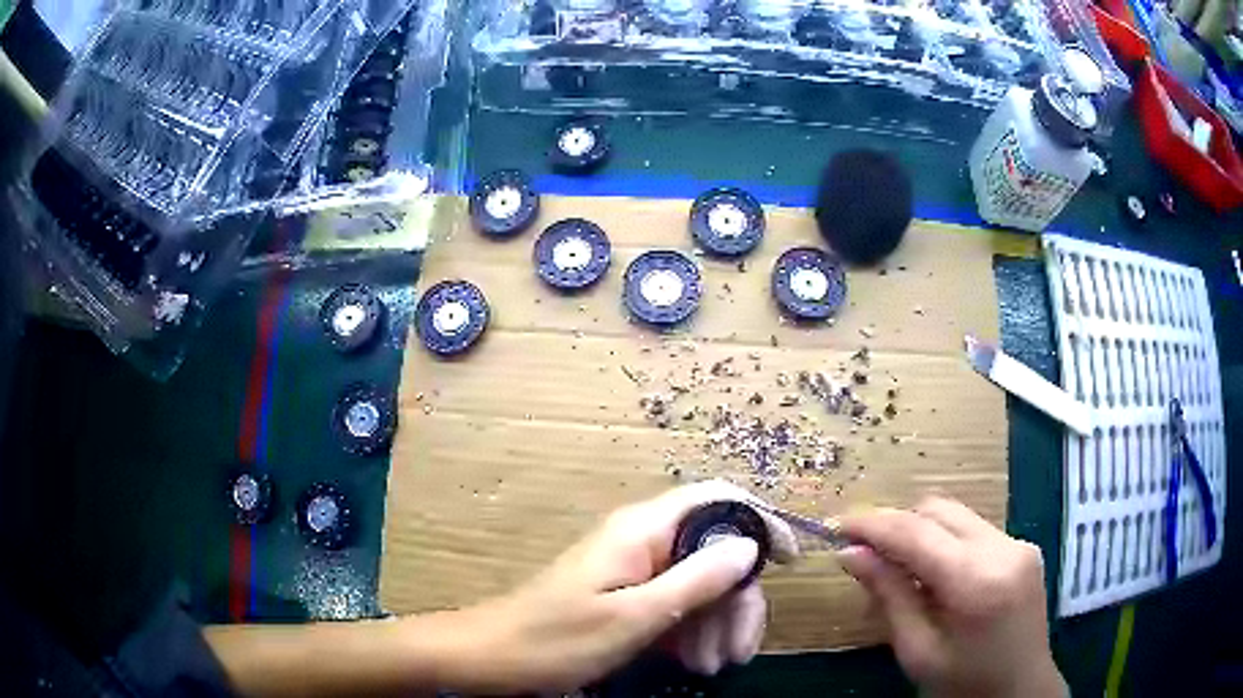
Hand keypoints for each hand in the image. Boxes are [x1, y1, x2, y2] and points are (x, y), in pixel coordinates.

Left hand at [459, 480, 797, 693]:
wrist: (495, 658)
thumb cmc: (558, 638)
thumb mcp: (635, 616)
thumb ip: (696, 579)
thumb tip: (750, 545)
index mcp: (644, 529)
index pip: (718, 499)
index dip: (760, 521)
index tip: (789, 561)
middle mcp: (644, 539)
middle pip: (715, 552)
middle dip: (736, 601)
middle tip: (738, 653)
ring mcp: (636, 568)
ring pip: (700, 583)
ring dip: (716, 624)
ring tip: (713, 667)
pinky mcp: (628, 595)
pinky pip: (676, 603)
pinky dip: (692, 631)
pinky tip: (693, 662)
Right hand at [837, 497, 1065, 697]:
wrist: (1021, 691)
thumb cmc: (964, 685)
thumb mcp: (918, 651)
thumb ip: (889, 597)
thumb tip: (850, 555)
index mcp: (977, 581)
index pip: (917, 533)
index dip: (873, 524)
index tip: (837, 527)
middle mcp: (1003, 548)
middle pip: (938, 510)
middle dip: (897, 524)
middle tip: (865, 554)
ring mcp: (1018, 544)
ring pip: (956, 515)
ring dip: (920, 533)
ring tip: (898, 570)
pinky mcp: (1023, 548)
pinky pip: (973, 530)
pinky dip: (944, 543)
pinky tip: (933, 576)